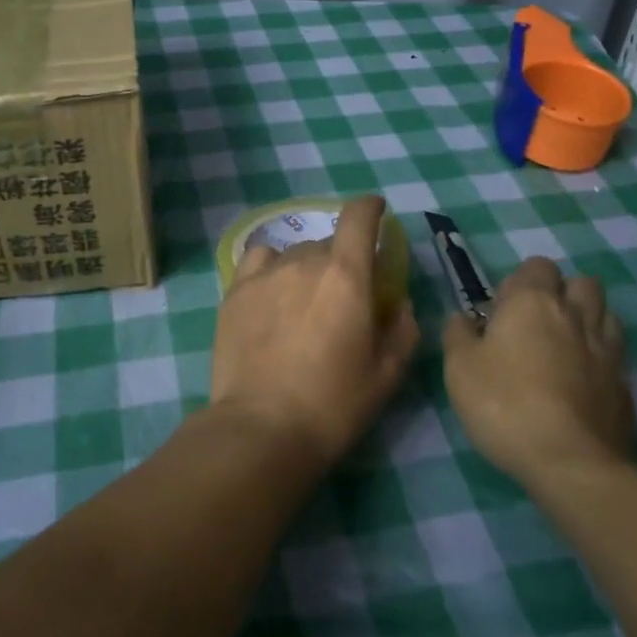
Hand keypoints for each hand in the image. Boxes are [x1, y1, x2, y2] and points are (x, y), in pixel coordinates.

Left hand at [209, 196, 420, 469]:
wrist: (261, 428)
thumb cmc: (333, 404)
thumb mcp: (386, 374)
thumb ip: (401, 329)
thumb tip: (399, 303)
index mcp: (346, 274)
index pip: (358, 218)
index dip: (370, 208)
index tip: (376, 212)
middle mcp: (304, 261)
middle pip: (327, 243)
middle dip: (341, 261)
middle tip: (341, 298)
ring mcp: (264, 274)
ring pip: (293, 254)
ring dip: (306, 268)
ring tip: (303, 304)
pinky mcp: (234, 291)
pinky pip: (259, 261)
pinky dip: (271, 267)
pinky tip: (271, 292)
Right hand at [442, 257, 631, 488]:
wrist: (570, 462)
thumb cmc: (504, 405)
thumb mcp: (459, 368)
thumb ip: (458, 334)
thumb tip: (463, 318)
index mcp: (532, 302)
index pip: (536, 266)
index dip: (519, 283)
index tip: (501, 312)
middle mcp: (575, 315)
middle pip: (580, 282)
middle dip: (561, 292)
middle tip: (535, 324)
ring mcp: (607, 349)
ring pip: (605, 313)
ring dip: (587, 318)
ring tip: (564, 345)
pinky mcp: (625, 384)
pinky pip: (615, 355)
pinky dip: (600, 358)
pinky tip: (582, 381)